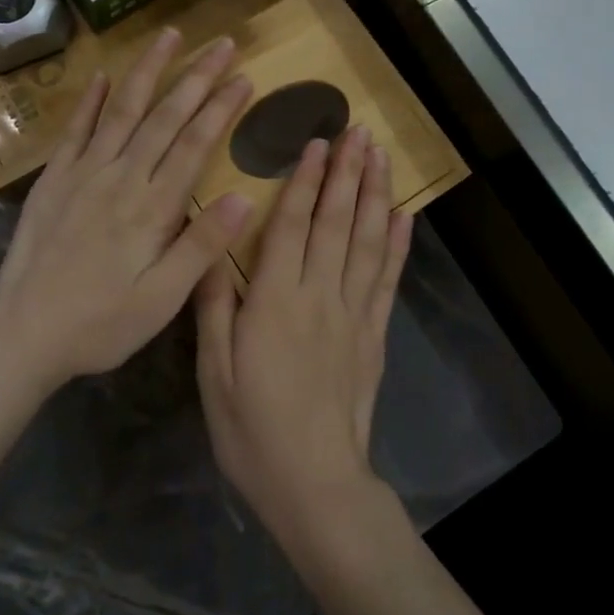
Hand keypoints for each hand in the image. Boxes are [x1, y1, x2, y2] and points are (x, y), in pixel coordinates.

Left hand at [0, 28, 254, 391]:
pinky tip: (101, 75)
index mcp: (151, 208)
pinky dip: (90, 100)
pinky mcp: (54, 180)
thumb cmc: (101, 323)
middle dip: (196, 77)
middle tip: (222, 42)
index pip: (194, 145)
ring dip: (147, 71)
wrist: (23, 331)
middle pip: (163, 116)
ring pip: (121, 110)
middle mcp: (119, 178)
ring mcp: (82, 174)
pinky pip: (75, 130)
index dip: (221, 108)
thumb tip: (243, 197)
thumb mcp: (162, 299)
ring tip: (169, 36)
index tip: (244, 77)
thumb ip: (201, 247)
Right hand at [195, 126, 412, 547]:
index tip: (315, 143)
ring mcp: (353, 315)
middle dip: (346, 172)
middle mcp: (319, 296)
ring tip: (380, 157)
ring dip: (374, 195)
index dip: (303, 181)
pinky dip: (395, 245)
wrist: (314, 484)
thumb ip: (214, 307)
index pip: (292, 226)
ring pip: (365, 242)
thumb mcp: (214, 372)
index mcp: (274, 302)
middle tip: (357, 130)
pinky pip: (386, 281)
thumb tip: (211, 247)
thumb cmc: (252, 430)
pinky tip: (402, 216)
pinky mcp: (373, 336)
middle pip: (335, 222)